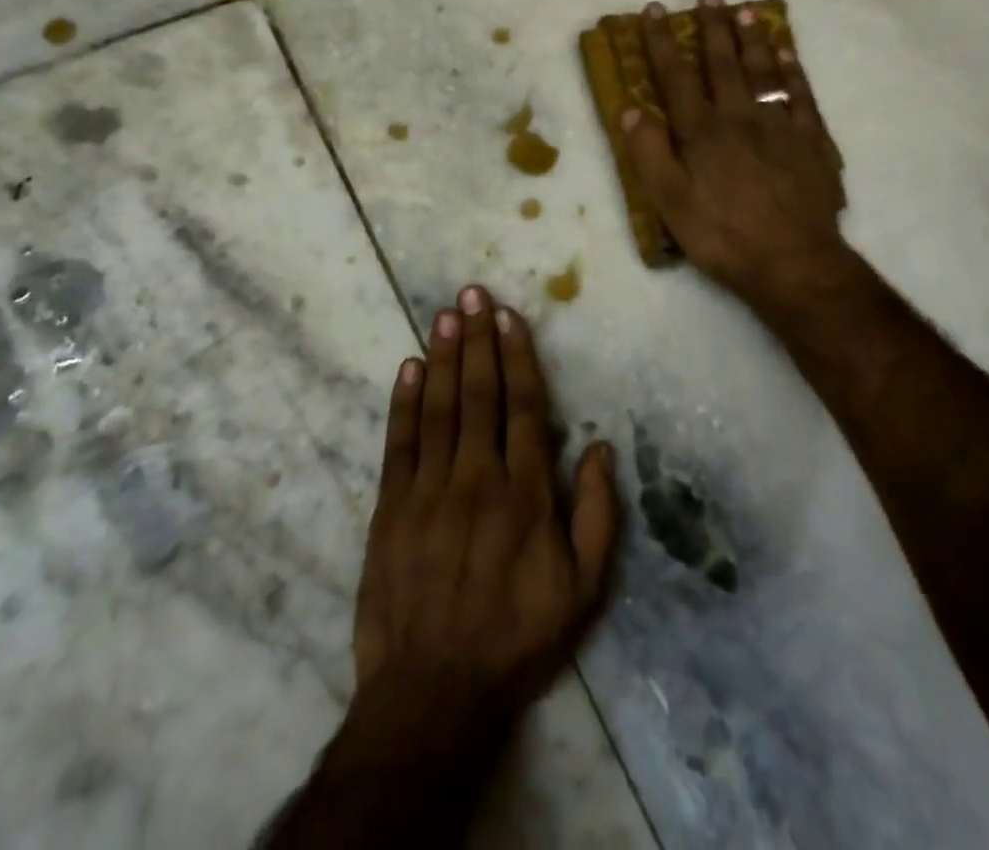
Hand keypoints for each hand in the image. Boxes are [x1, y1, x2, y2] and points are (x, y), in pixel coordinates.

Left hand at [353, 285, 619, 722]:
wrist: (434, 693)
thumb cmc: (517, 637)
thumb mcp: (583, 589)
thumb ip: (596, 514)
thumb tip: (597, 446)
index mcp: (525, 492)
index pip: (523, 406)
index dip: (517, 356)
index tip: (509, 317)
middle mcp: (477, 477)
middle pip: (479, 394)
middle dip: (478, 339)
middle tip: (472, 294)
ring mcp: (429, 490)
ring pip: (439, 408)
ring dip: (444, 357)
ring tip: (445, 315)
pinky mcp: (391, 508)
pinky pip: (400, 444)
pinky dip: (404, 403)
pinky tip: (410, 368)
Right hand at [623, 0, 847, 306]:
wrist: (793, 262)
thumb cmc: (723, 235)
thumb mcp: (670, 203)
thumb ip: (649, 154)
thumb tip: (631, 108)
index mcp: (702, 133)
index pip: (676, 77)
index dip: (662, 42)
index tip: (654, 10)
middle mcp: (739, 118)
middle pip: (724, 64)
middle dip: (713, 28)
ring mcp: (780, 126)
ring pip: (764, 71)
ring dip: (753, 39)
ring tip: (746, 10)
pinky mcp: (812, 141)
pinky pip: (802, 95)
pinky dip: (794, 70)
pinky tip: (788, 52)